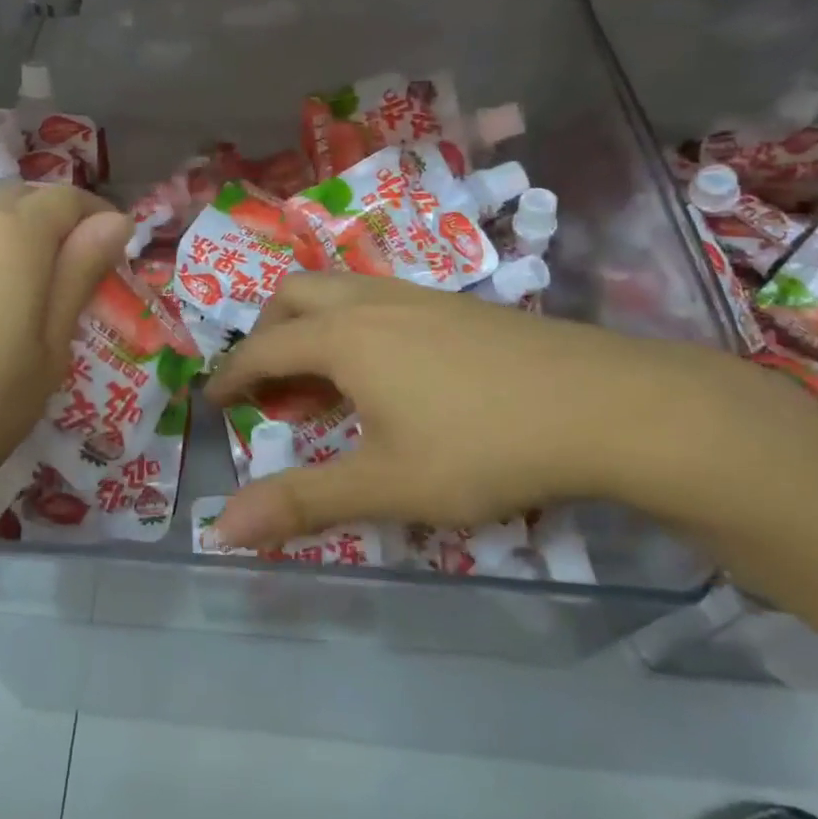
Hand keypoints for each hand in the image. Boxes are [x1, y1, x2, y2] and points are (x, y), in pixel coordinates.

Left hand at [0, 185, 130, 555]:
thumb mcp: (46, 354)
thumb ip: (79, 277)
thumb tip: (115, 221)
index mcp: (13, 235)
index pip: (70, 199)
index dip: (101, 221)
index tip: (116, 262)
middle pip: (26, 200)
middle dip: (61, 227)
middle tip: (78, 282)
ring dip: (20, 241)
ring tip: (31, 300)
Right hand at [204, 274, 750, 550]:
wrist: (605, 404)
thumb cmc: (483, 446)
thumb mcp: (387, 484)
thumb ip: (302, 502)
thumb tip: (221, 528)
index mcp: (343, 337)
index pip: (264, 348)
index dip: (231, 375)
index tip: (212, 399)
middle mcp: (372, 302)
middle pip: (295, 296)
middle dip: (266, 332)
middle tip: (266, 380)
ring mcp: (419, 296)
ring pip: (340, 290)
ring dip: (311, 323)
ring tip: (321, 375)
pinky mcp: (458, 306)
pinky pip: (379, 298)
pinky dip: (353, 323)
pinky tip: (386, 367)